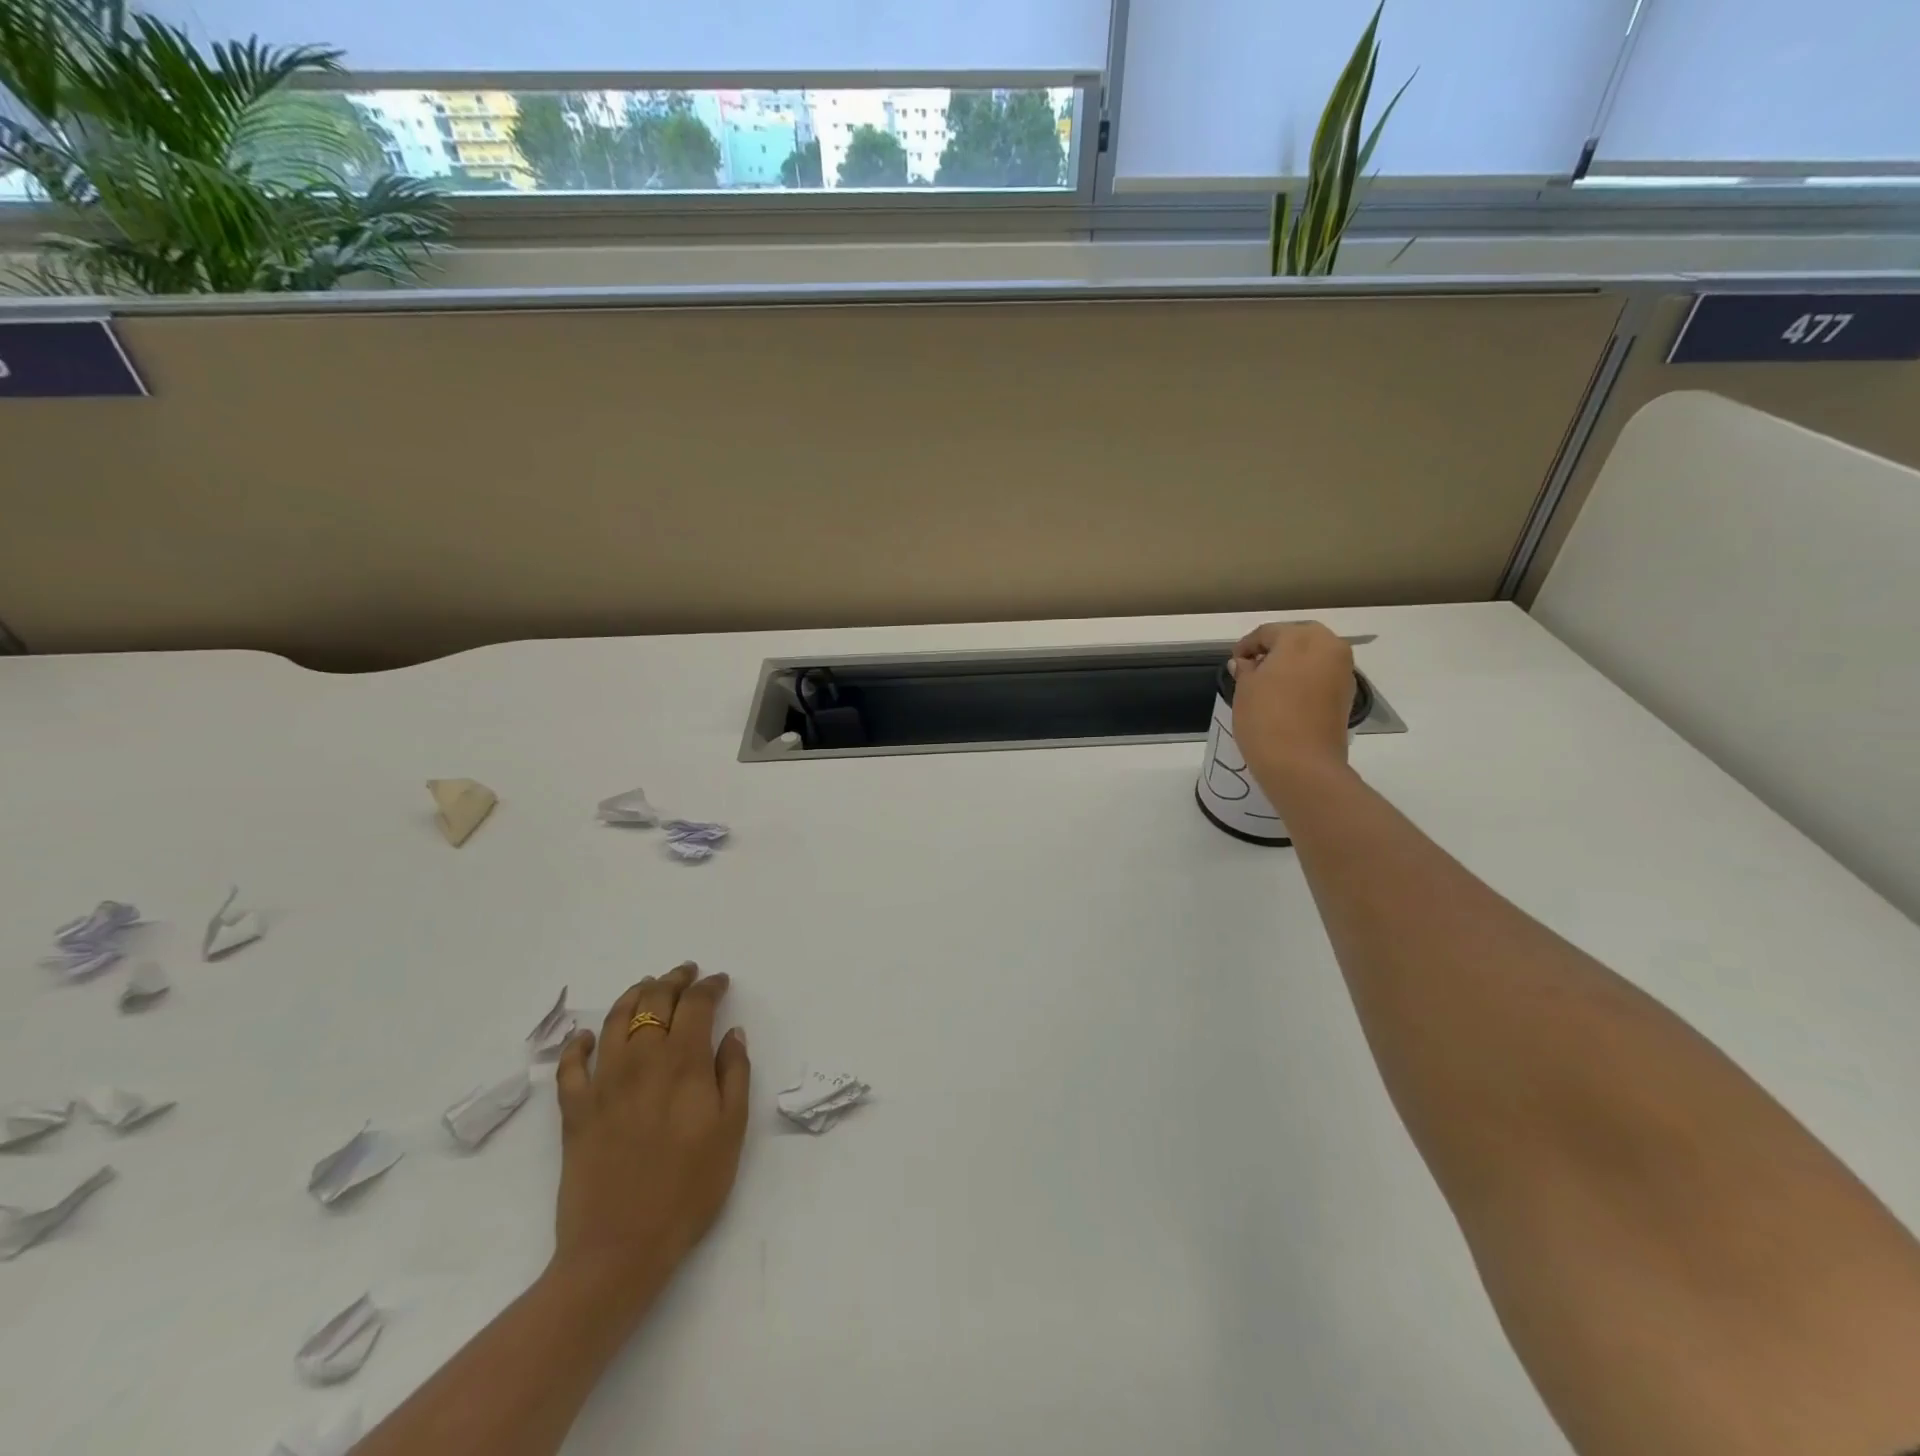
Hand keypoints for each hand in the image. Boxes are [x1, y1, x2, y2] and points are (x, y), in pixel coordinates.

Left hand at [551, 963, 750, 1321]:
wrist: (619, 1248)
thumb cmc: (688, 1189)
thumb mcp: (731, 1130)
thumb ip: (735, 1074)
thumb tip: (732, 1033)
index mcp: (683, 1063)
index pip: (697, 1005)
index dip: (710, 986)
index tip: (720, 981)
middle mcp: (642, 1060)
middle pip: (655, 1001)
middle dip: (673, 979)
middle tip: (686, 973)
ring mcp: (603, 1083)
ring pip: (615, 1019)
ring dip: (633, 995)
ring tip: (647, 986)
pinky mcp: (574, 1110)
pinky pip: (570, 1065)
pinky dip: (578, 1043)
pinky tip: (588, 1036)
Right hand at [1230, 621, 1355, 809]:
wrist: (1302, 765)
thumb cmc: (1266, 719)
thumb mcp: (1245, 689)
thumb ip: (1246, 669)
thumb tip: (1246, 663)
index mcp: (1301, 638)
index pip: (1268, 632)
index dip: (1247, 645)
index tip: (1234, 662)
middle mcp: (1329, 646)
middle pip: (1297, 638)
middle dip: (1275, 648)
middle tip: (1253, 667)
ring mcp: (1343, 671)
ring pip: (1313, 656)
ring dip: (1292, 663)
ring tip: (1269, 683)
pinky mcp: (1347, 694)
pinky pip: (1322, 675)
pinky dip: (1305, 678)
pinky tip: (1287, 696)